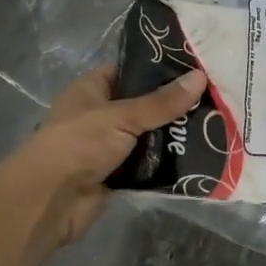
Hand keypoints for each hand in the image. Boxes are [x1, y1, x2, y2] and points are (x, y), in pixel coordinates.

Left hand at [0, 64, 206, 255]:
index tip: (196, 64)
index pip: (131, 69)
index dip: (160, 66)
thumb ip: (162, 102)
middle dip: (175, 104)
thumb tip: (200, 77)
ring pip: (150, 135)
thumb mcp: (122, 116)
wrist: (50, 201)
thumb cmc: (79, 144)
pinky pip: (150, 164)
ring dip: (175, 135)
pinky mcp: (119, 174)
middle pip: (145, 104)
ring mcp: (110, 145)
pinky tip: (201, 154)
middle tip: (215, 95)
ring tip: (216, 123)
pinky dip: (169, 162)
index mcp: (93, 89)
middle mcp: (101, 114)